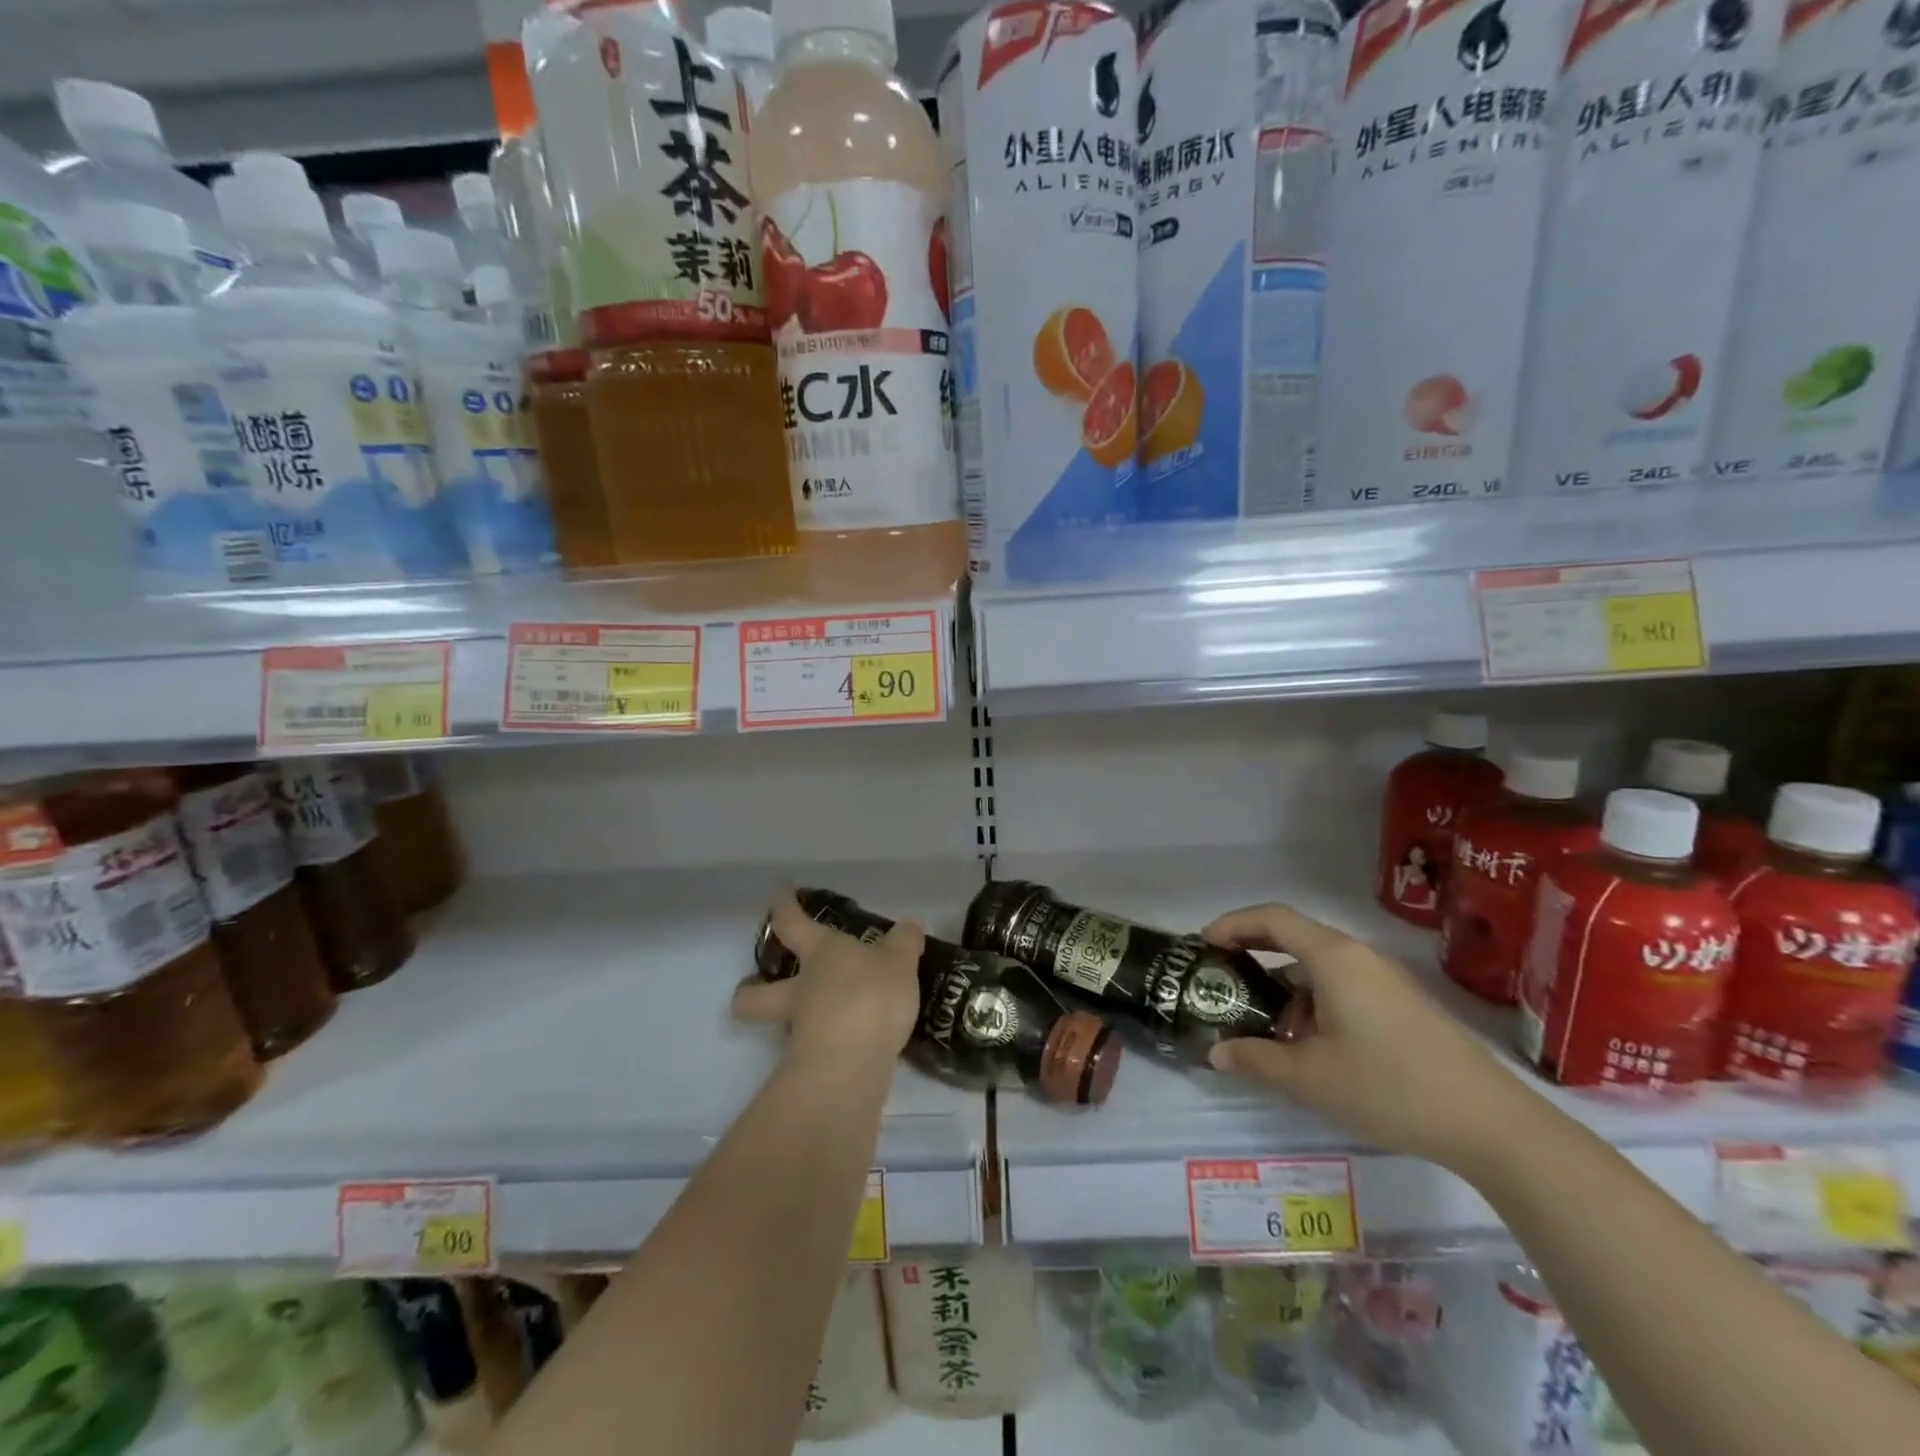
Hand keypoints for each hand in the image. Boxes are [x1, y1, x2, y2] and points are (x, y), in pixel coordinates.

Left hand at [731, 893, 924, 1068]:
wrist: (851, 1063)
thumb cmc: (870, 995)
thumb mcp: (899, 961)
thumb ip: (904, 943)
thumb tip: (909, 926)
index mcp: (820, 953)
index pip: (792, 923)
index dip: (784, 906)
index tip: (779, 892)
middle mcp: (801, 988)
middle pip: (756, 992)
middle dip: (749, 991)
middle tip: (754, 988)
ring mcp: (801, 1029)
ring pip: (779, 1025)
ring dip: (787, 1023)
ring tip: (815, 1022)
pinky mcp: (811, 1064)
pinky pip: (811, 1049)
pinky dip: (823, 1046)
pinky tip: (848, 1046)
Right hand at [1203, 903, 1532, 1173]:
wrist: (1492, 1124)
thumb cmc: (1389, 1087)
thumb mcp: (1310, 1078)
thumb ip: (1256, 1060)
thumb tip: (1217, 1053)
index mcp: (1333, 958)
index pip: (1272, 918)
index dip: (1234, 924)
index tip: (1205, 944)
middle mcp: (1359, 957)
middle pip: (1295, 940)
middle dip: (1256, 959)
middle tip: (1226, 985)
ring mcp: (1386, 981)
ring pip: (1320, 970)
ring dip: (1287, 992)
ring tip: (1270, 1034)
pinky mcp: (1403, 1006)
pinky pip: (1344, 989)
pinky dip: (1316, 1005)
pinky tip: (1314, 1050)